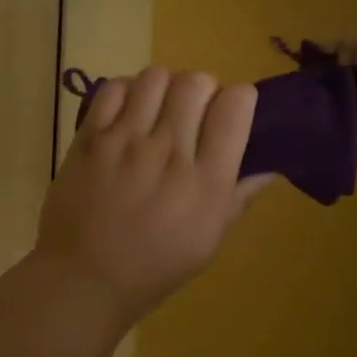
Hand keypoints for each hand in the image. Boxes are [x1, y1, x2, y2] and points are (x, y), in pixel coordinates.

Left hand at [35, 67, 271, 327]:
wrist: (83, 280)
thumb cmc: (155, 267)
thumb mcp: (210, 241)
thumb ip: (240, 197)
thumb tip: (273, 166)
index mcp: (207, 181)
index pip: (236, 105)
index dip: (239, 99)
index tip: (231, 113)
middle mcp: (170, 152)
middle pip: (197, 82)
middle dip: (203, 89)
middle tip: (194, 113)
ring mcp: (126, 142)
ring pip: (156, 76)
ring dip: (165, 87)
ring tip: (159, 110)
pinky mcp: (90, 138)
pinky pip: (113, 87)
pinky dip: (126, 92)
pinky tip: (128, 113)